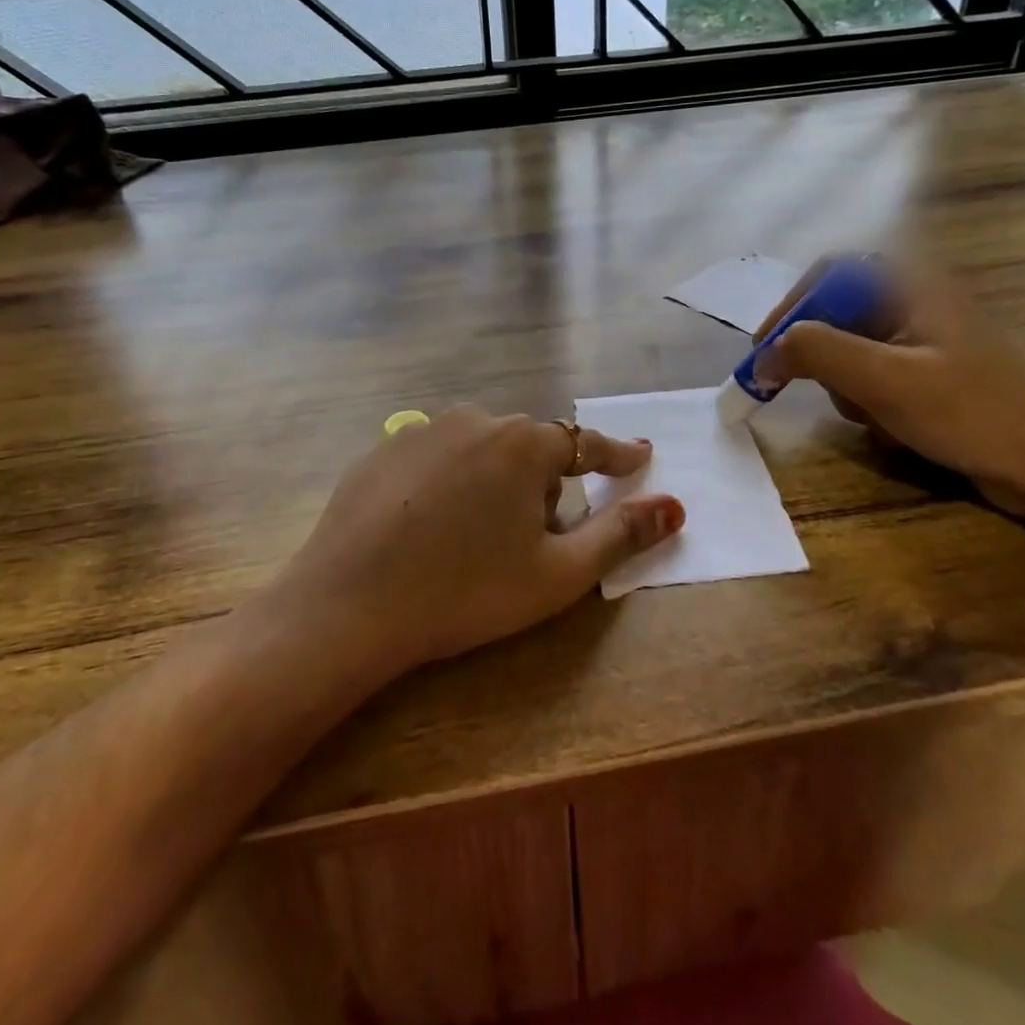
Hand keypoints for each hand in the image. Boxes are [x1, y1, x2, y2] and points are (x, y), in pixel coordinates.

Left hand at [266, 406, 684, 683]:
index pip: (586, 444)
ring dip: (494, 481)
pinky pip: (435, 459)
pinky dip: (447, 483)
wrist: (349, 605)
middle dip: (544, 485)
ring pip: (481, 450)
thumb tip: (674, 506)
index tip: (638, 459)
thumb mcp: (557, 574)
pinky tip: (427, 527)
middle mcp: (476, 419)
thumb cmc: (467, 591)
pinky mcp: (382, 450)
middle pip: (530, 449)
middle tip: (531, 539)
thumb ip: (621, 534)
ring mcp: (423, 430)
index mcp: (524, 443)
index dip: (617, 457)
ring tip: (475, 537)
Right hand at [756, 262, 1024, 526]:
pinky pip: (877, 382)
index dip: (790, 307)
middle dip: (825, 361)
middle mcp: (916, 303)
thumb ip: (816, 352)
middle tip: (818, 393)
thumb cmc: (973, 412)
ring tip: (878, 419)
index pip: (827, 274)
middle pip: (837, 317)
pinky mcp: (933, 376)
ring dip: (850, 390)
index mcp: (910, 285)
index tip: (766, 350)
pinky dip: (873, 406)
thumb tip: (764, 355)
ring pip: (852, 355)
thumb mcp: (885, 379)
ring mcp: (925, 341)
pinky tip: (897, 431)